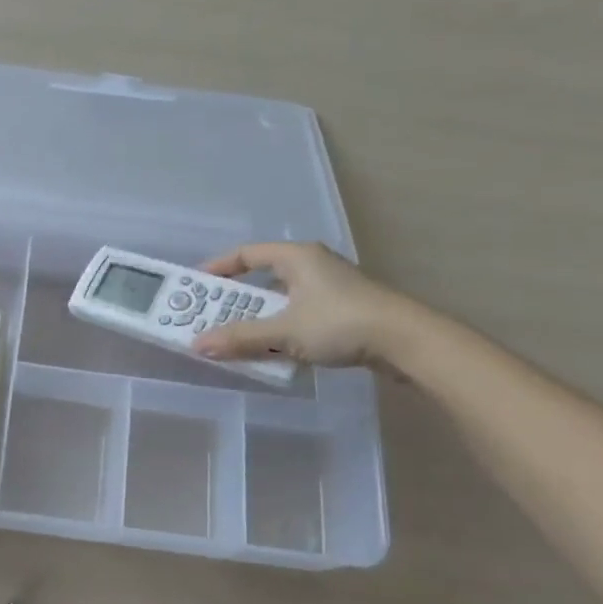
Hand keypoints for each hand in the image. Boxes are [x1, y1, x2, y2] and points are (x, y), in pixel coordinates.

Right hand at [191, 242, 413, 368]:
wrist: (406, 342)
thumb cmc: (341, 323)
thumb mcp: (284, 331)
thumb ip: (240, 338)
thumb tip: (197, 345)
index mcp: (297, 257)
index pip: (247, 254)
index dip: (219, 268)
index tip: (196, 286)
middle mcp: (312, 266)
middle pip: (262, 277)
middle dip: (234, 299)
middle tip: (210, 317)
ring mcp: (330, 288)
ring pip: (281, 299)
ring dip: (257, 317)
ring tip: (235, 337)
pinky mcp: (342, 310)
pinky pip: (298, 314)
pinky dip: (280, 328)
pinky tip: (272, 349)